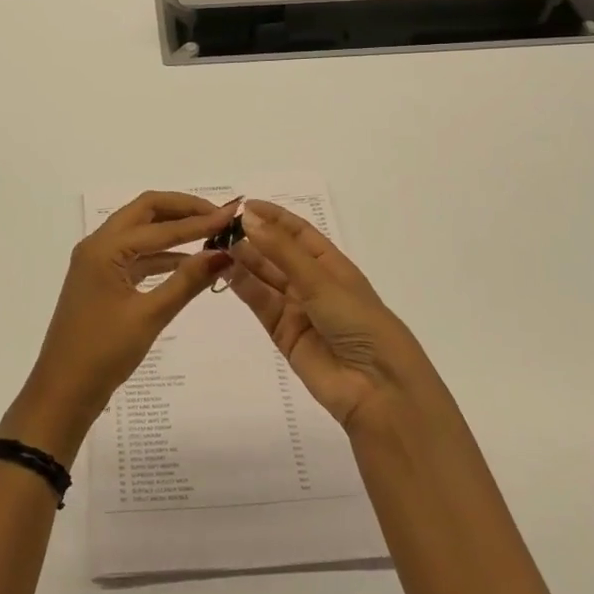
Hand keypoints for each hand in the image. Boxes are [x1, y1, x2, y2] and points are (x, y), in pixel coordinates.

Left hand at [3, 192, 236, 460]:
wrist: (62, 392)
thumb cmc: (103, 353)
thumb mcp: (150, 316)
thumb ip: (187, 281)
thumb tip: (223, 253)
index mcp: (104, 248)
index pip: (160, 226)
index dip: (198, 220)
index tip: (232, 215)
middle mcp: (97, 245)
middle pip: (145, 212)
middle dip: (182, 210)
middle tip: (218, 215)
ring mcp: (97, 262)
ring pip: (140, 232)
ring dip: (172, 230)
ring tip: (210, 233)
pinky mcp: (102, 281)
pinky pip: (135, 255)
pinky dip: (161, 254)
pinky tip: (188, 262)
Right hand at [229, 200, 439, 433]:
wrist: (377, 388)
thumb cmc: (359, 322)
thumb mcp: (322, 281)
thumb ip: (281, 251)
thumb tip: (248, 218)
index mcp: (332, 265)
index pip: (299, 233)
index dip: (274, 217)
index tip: (244, 205)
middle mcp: (313, 284)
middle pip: (278, 254)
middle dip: (253, 238)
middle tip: (221, 226)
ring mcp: (298, 309)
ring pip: (265, 278)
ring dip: (244, 260)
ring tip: (217, 244)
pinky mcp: (283, 334)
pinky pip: (260, 304)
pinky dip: (243, 286)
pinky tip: (225, 269)